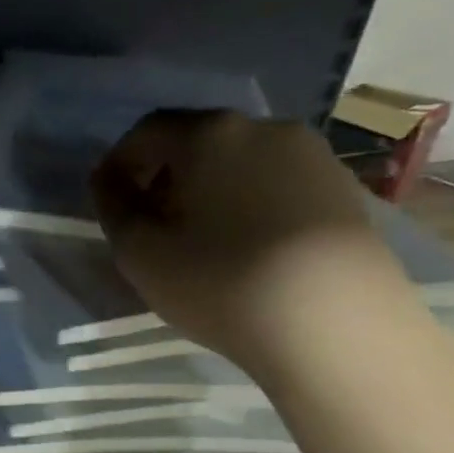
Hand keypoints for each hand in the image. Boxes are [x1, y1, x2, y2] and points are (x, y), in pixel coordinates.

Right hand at [90, 111, 415, 378]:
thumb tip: (108, 178)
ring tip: (202, 239)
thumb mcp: (139, 250)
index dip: (121, 162)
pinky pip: (278, 183)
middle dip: (166, 175)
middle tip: (153, 222)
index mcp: (208, 134)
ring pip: (241, 161)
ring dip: (210, 189)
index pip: (148, 130)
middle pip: (197, 141)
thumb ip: (113, 206)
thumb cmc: (221, 281)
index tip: (111, 199)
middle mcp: (264, 128)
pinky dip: (251, 202)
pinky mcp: (344, 190)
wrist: (337, 324)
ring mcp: (313, 156)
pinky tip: (249, 247)